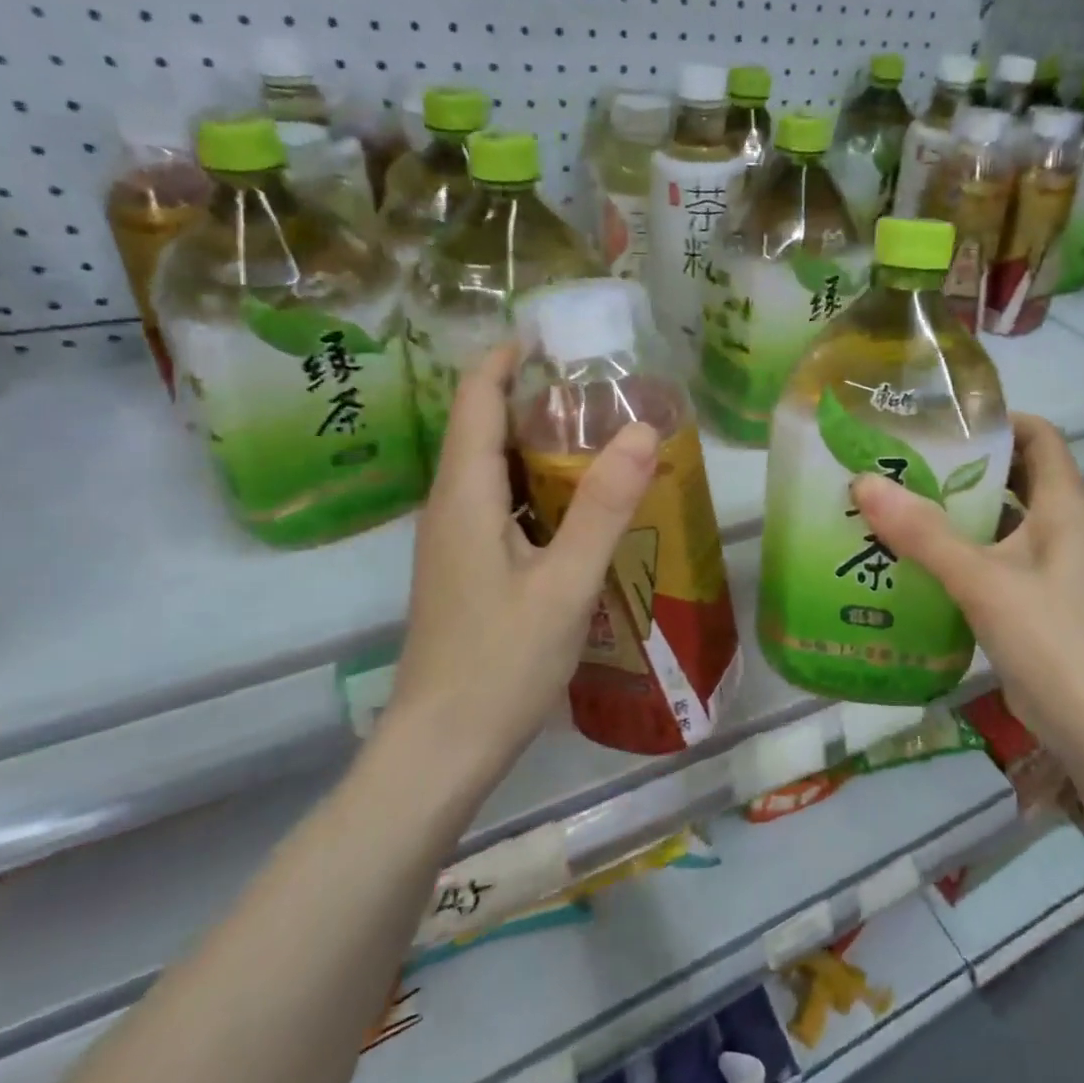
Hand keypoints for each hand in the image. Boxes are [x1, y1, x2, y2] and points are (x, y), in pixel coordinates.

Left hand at [384, 345, 658, 786]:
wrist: (442, 748)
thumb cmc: (502, 663)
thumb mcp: (566, 583)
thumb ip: (604, 507)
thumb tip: (642, 430)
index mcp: (465, 498)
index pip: (476, 400)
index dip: (506, 358)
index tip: (555, 334)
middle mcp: (451, 508)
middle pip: (484, 428)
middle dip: (534, 396)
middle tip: (602, 386)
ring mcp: (455, 542)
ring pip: (494, 470)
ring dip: (538, 443)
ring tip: (601, 433)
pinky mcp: (467, 569)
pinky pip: (501, 505)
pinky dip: (538, 486)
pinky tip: (580, 504)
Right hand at [851, 415, 1083, 759]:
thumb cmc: (1053, 641)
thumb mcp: (984, 581)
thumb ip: (924, 534)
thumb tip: (864, 482)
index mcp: (1062, 506)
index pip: (1039, 436)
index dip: (997, 419)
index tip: (940, 420)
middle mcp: (1058, 528)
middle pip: (1012, 476)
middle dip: (961, 465)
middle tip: (902, 461)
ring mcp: (1046, 568)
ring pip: (997, 522)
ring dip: (954, 512)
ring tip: (895, 506)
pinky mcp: (1031, 603)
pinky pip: (990, 561)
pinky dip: (956, 553)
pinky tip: (912, 562)